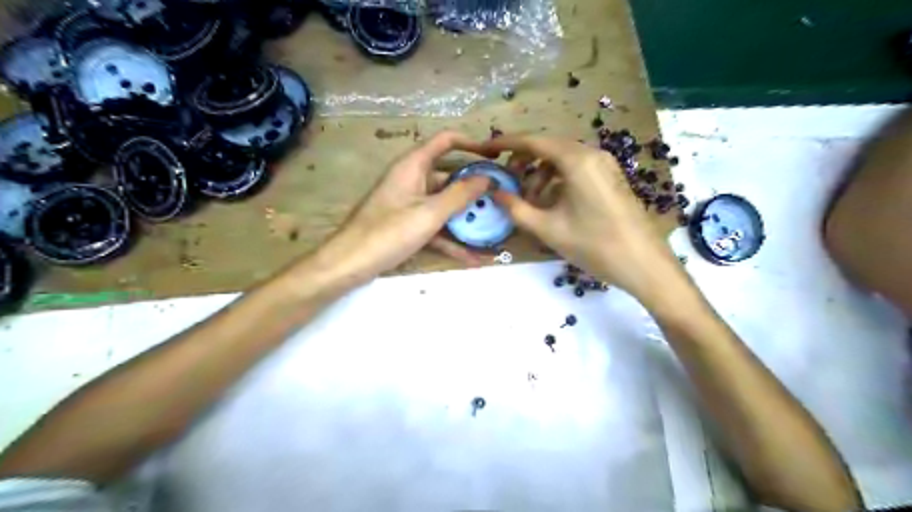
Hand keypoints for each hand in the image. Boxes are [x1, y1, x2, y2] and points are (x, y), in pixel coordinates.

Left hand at [318, 129, 495, 282]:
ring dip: (467, 216)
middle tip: (501, 196)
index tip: (496, 157)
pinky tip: (474, 258)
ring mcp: (410, 204)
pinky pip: (436, 226)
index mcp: (413, 166)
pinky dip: (452, 239)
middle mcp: (412, 180)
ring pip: (444, 204)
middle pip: (449, 175)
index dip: (472, 144)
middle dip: (475, 187)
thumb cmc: (388, 232)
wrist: (350, 263)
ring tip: (494, 226)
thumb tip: (488, 178)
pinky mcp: (408, 225)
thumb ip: (460, 195)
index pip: (446, 141)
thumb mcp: (429, 213)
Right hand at [479, 134, 679, 304]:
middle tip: (507, 182)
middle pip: (548, 147)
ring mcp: (605, 165)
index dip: (505, 143)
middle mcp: (592, 154)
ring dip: (540, 174)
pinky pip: (576, 169)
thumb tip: (494, 193)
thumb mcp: (548, 229)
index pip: (533, 141)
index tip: (485, 149)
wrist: (644, 265)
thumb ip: (516, 208)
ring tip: (529, 201)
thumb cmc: (594, 245)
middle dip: (523, 162)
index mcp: (576, 160)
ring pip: (562, 159)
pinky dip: (557, 180)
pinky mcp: (610, 178)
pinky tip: (550, 204)